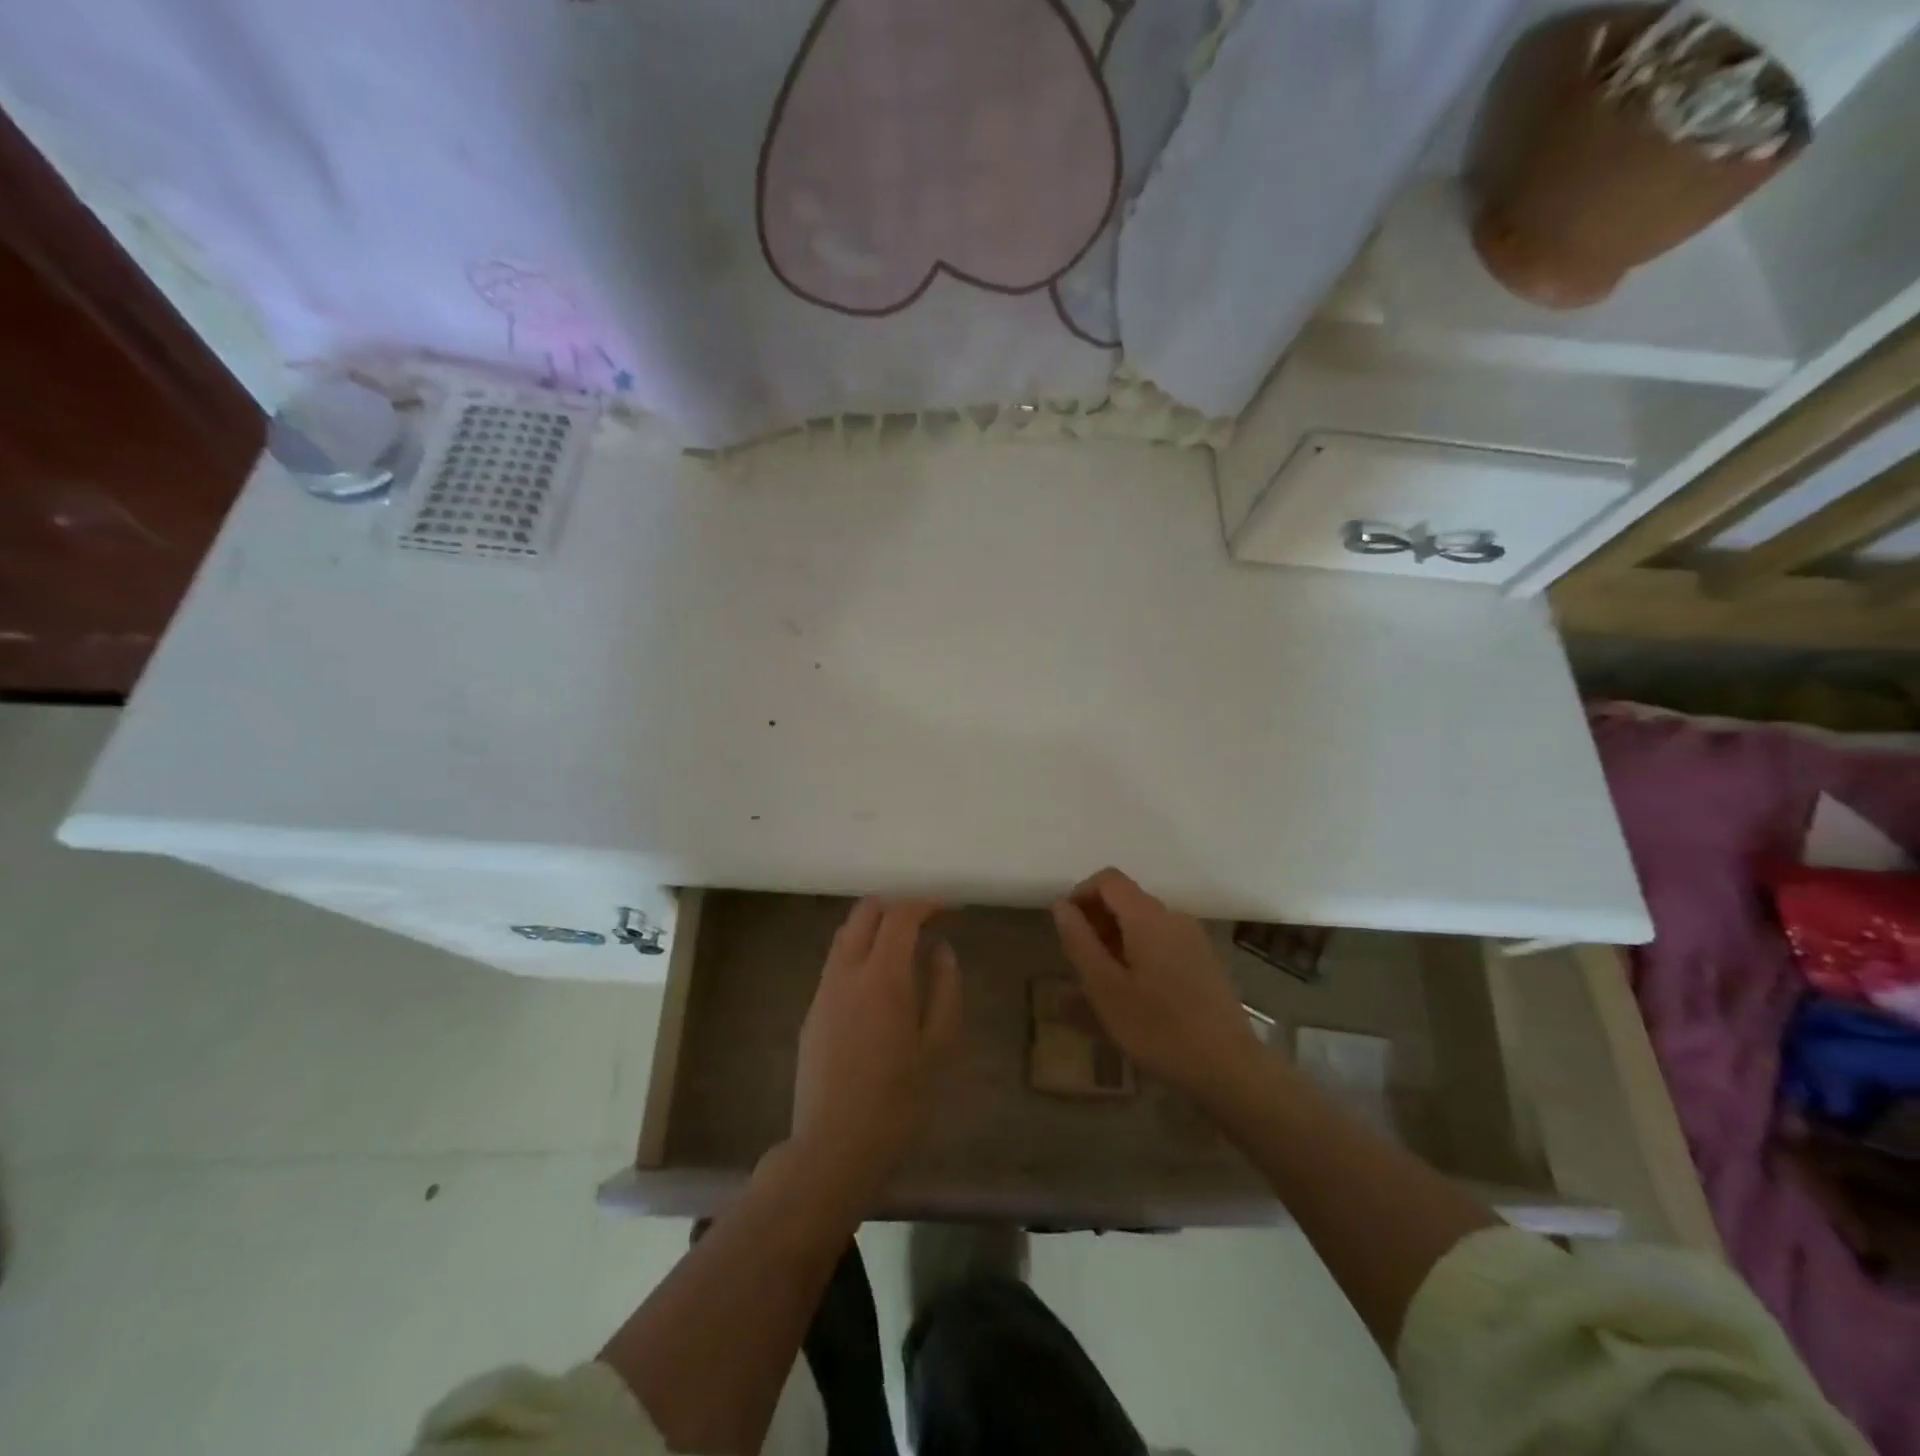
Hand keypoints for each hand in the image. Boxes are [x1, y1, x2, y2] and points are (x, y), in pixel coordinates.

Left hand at [791, 898, 961, 1202]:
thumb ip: (943, 989)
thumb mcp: (936, 1047)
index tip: (949, 909)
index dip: (926, 903)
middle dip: (896, 905)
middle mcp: (846, 973)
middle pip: (865, 913)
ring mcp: (823, 992)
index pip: (900, 915)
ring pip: (845, 936)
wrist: (832, 1149)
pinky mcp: (811, 1013)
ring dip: (874, 927)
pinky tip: (878, 983)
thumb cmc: (897, 1102)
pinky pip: (836, 965)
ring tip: (905, 946)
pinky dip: (859, 953)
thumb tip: (940, 949)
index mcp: (882, 977)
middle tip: (925, 920)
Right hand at [1051, 868, 1267, 1111]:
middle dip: (1096, 922)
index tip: (1065, 929)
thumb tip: (1061, 904)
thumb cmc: (1157, 1028)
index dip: (1080, 894)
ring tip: (1101, 986)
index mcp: (1148, 917)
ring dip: (1115, 942)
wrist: (1229, 1068)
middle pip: (1126, 900)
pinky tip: (1132, 996)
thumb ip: (1079, 941)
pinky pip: (1161, 944)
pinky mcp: (1204, 962)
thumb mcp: (1105, 988)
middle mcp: (1173, 918)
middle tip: (1079, 964)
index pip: (1108, 880)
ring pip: (1143, 925)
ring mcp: (1193, 940)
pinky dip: (1138, 956)